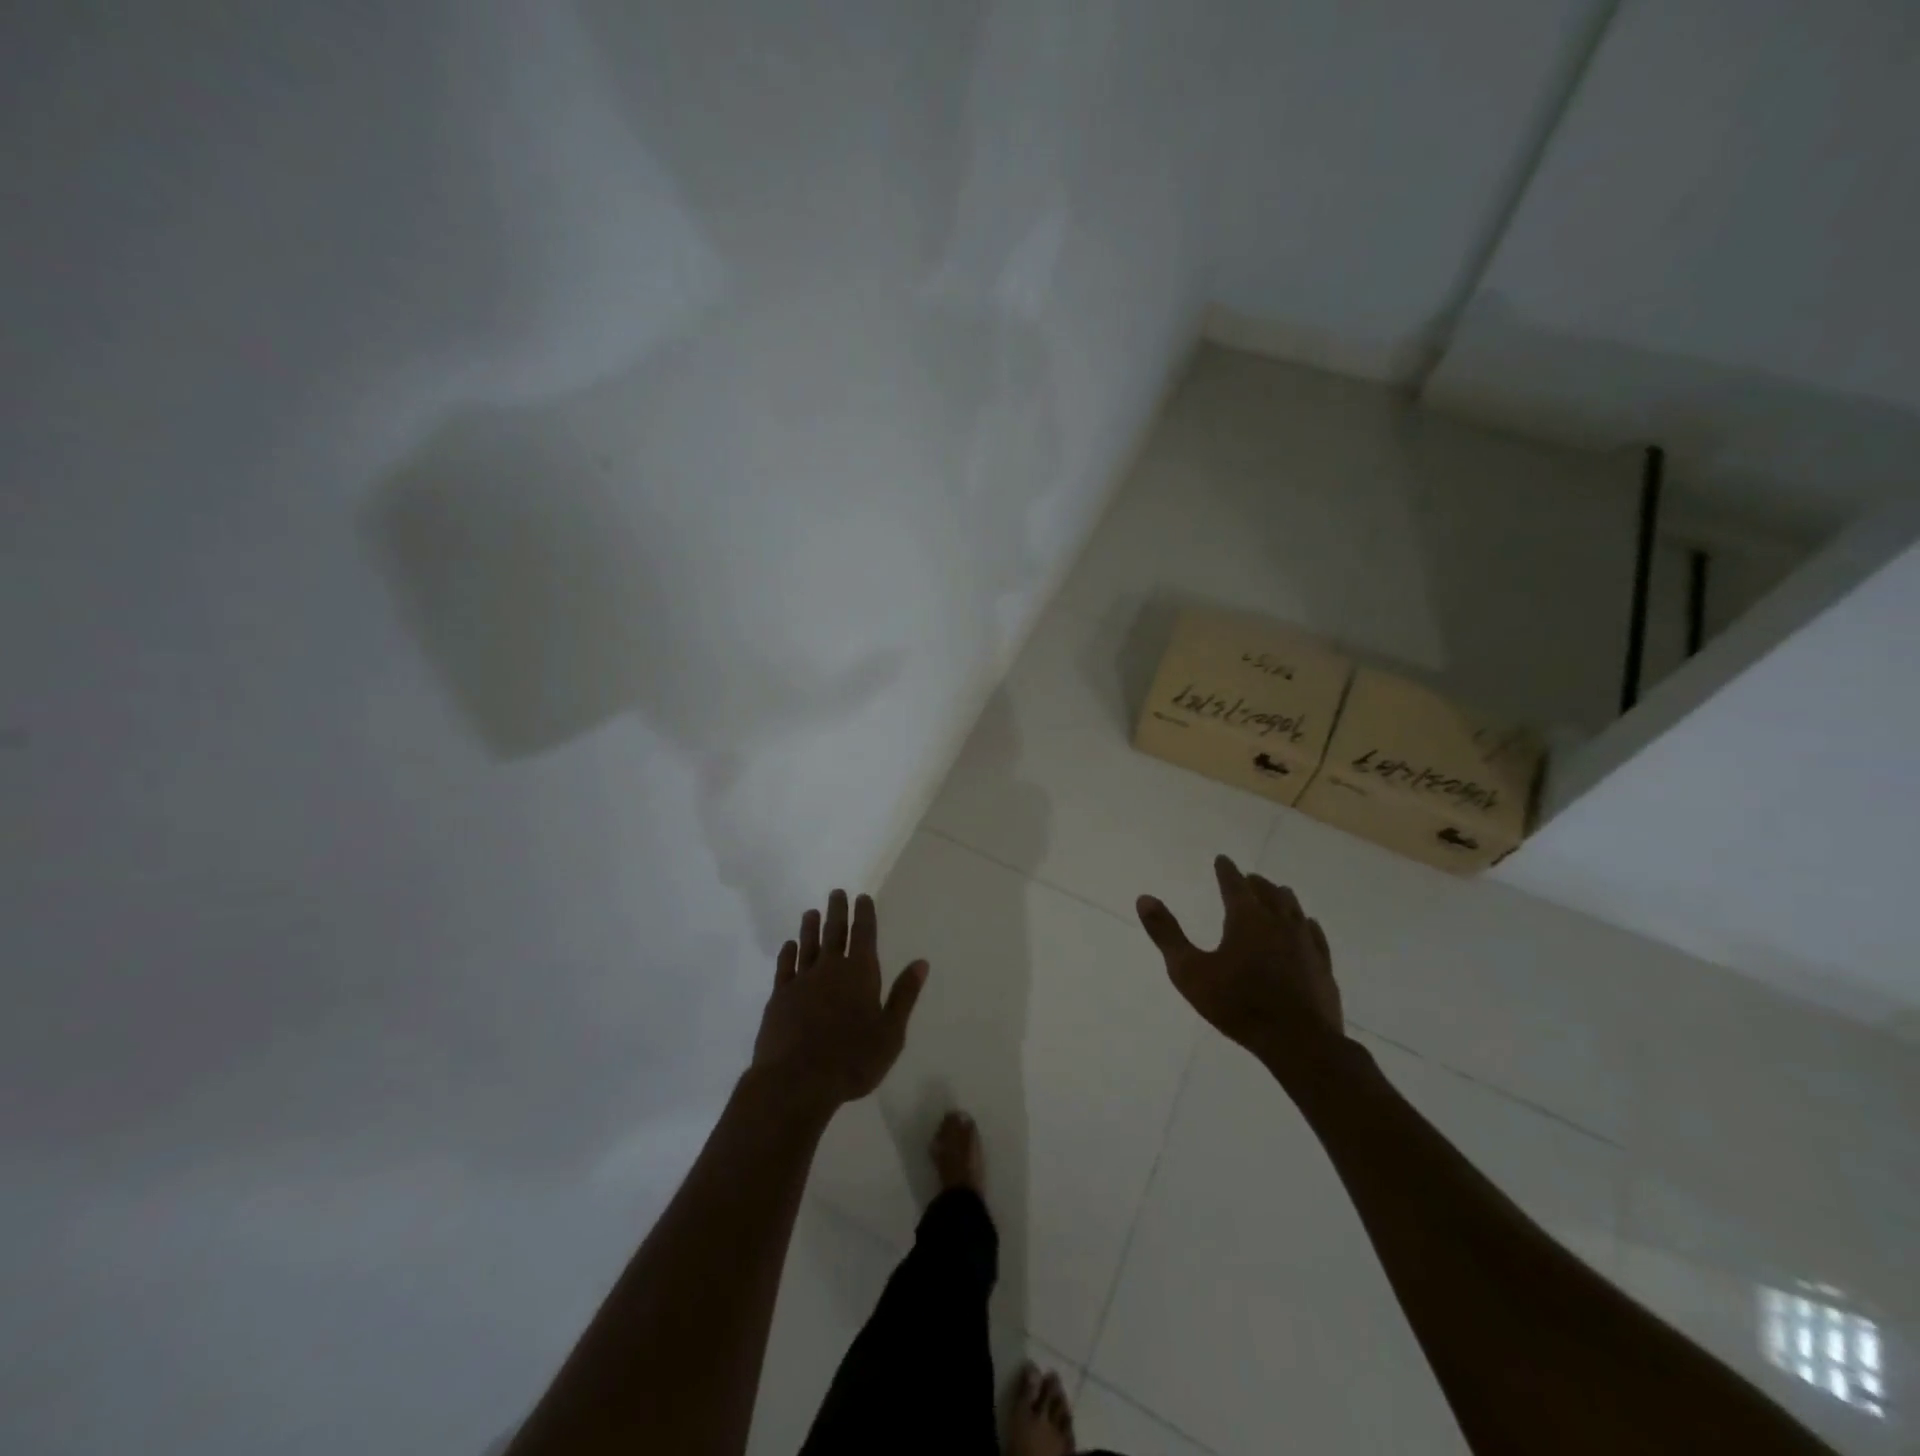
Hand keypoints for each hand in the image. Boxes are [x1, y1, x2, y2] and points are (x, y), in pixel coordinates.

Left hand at [752, 889, 928, 1110]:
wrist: (796, 1081)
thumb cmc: (852, 1060)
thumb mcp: (890, 1033)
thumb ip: (904, 996)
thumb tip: (921, 963)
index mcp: (860, 973)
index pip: (863, 934)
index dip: (864, 913)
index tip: (862, 896)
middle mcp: (830, 968)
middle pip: (834, 932)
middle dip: (837, 911)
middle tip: (837, 892)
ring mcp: (801, 981)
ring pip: (807, 945)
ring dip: (810, 927)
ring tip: (812, 911)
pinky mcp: (780, 997)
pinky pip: (784, 967)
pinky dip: (788, 953)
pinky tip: (789, 946)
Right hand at [1136, 855, 1342, 1060]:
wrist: (1298, 1042)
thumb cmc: (1238, 1005)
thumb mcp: (1189, 971)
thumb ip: (1166, 934)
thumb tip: (1144, 898)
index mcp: (1246, 919)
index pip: (1234, 885)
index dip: (1226, 871)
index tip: (1222, 859)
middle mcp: (1278, 922)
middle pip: (1267, 893)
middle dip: (1255, 883)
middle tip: (1247, 877)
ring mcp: (1305, 943)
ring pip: (1294, 909)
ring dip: (1281, 897)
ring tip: (1277, 892)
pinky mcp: (1322, 966)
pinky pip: (1315, 935)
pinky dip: (1307, 924)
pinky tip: (1308, 925)